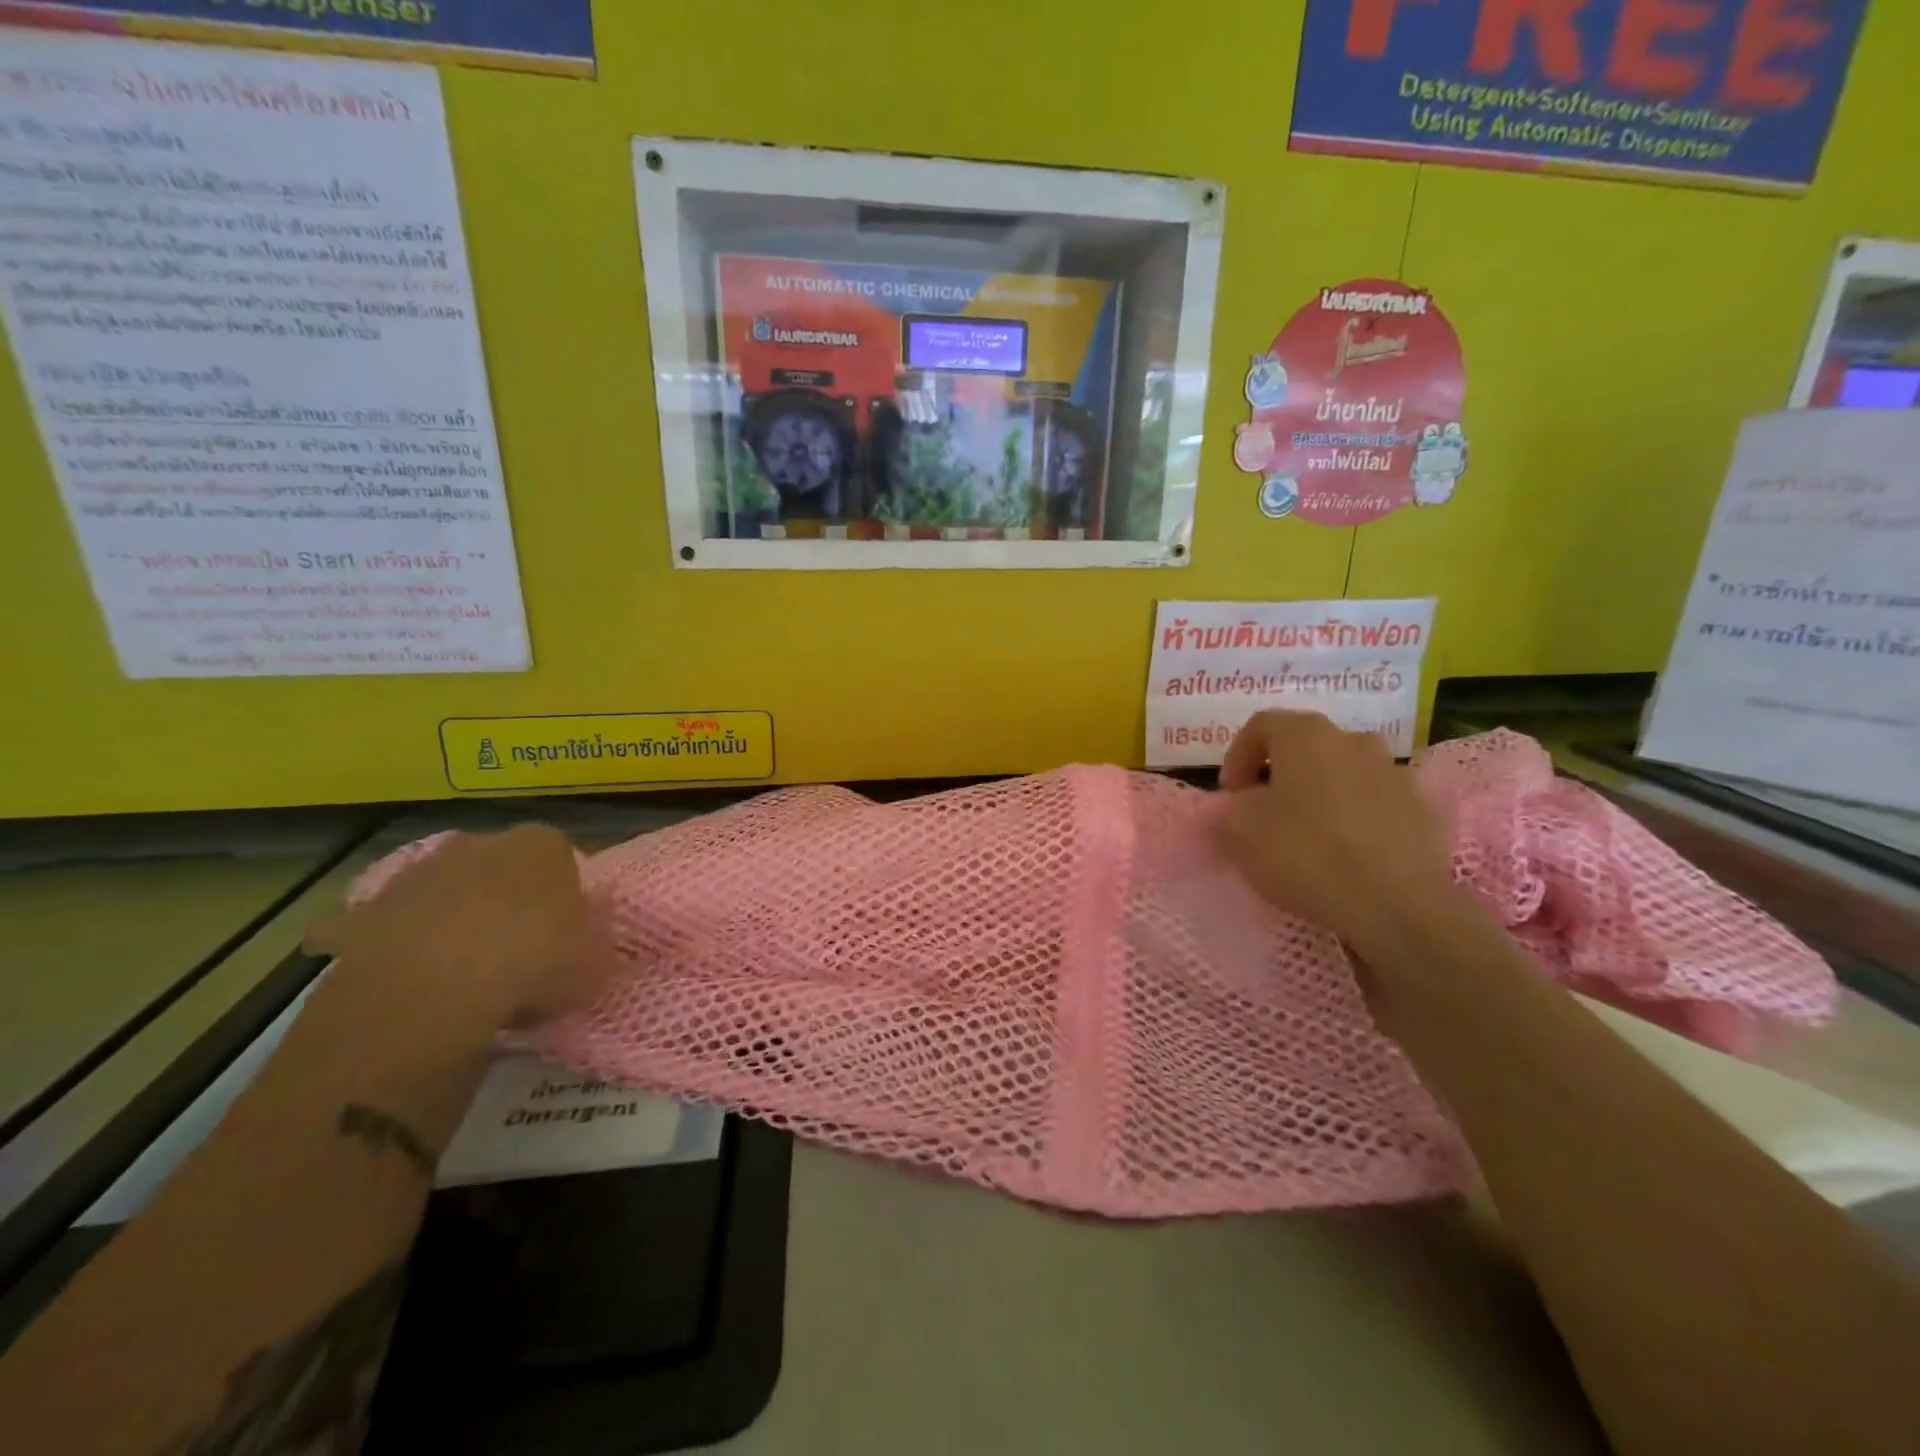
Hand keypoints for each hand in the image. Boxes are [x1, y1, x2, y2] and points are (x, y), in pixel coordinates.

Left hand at [305, 825, 612, 1031]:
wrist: (430, 993)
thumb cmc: (534, 963)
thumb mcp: (594, 964)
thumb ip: (593, 946)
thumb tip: (586, 947)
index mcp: (543, 845)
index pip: (561, 860)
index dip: (563, 898)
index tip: (563, 934)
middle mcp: (481, 843)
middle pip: (500, 870)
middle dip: (505, 902)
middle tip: (514, 952)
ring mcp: (418, 873)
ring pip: (445, 894)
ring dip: (452, 921)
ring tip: (462, 975)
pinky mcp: (365, 911)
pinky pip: (388, 929)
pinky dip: (397, 947)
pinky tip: (408, 983)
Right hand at [1214, 711, 1462, 960]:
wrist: (1396, 905)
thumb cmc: (1306, 854)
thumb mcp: (1239, 831)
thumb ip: (1229, 808)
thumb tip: (1239, 804)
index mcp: (1306, 735)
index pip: (1260, 726)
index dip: (1237, 756)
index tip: (1231, 795)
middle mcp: (1353, 740)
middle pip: (1304, 747)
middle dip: (1279, 775)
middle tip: (1264, 813)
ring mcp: (1394, 772)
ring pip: (1342, 773)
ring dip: (1319, 794)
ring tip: (1307, 835)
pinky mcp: (1421, 809)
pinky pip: (1373, 803)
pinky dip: (1354, 818)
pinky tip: (1345, 853)